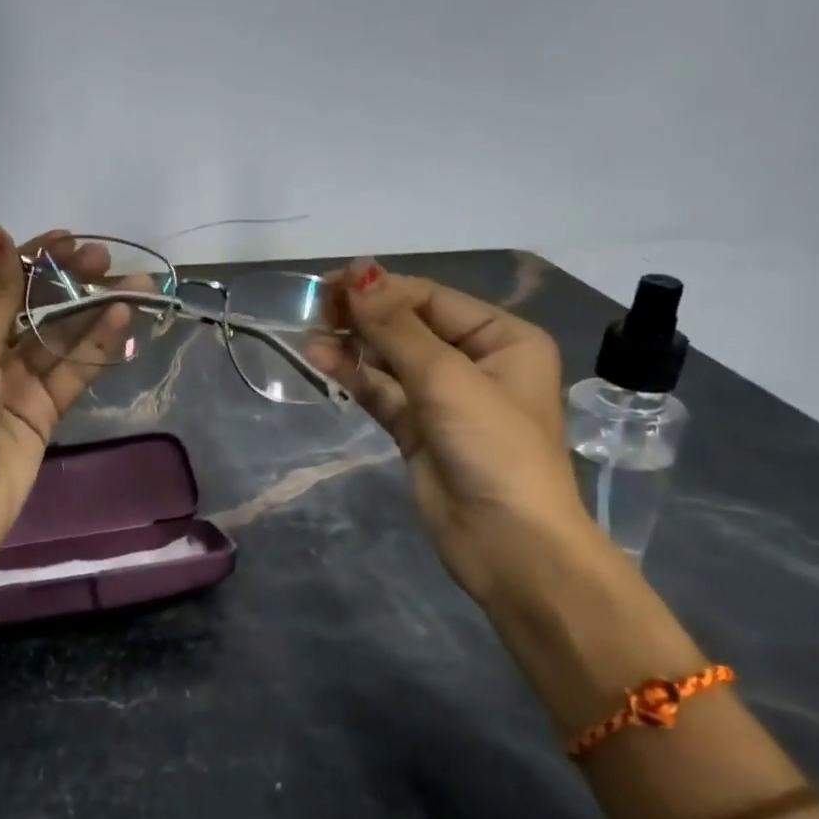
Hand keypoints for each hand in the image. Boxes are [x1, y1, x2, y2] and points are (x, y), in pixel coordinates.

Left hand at [0, 225, 131, 599]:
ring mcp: (12, 383)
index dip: (31, 258)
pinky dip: (95, 348)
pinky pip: (71, 372)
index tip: (71, 238)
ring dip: (93, 312)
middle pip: (30, 306)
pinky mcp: (40, 412)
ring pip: (58, 338)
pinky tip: (121, 321)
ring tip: (136, 287)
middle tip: (106, 261)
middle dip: (67, 282)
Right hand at [306, 258, 600, 602]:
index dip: (383, 289)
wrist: (508, 544)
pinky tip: (320, 358)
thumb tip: (358, 274)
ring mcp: (443, 397)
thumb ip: (397, 328)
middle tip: (316, 306)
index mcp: (502, 339)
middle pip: (408, 325)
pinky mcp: (417, 427)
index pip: (432, 299)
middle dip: (365, 315)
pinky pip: (381, 390)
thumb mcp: (447, 379)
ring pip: (389, 358)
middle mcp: (475, 361)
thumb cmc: (493, 448)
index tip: (333, 284)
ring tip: (310, 334)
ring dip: (352, 344)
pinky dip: (353, 374)